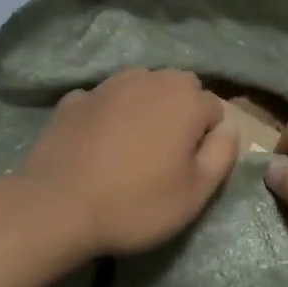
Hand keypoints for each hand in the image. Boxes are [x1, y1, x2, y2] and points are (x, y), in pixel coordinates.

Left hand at [16, 68, 238, 258]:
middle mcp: (149, 79)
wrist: (58, 207)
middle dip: (181, 113)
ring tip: (134, 145)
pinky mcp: (74, 99)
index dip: (208, 140)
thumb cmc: (137, 203)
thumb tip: (230, 127)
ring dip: (145, 106)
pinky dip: (108, 114)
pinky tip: (99, 142)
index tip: (191, 168)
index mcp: (185, 99)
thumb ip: (223, 153)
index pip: (214, 109)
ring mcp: (108, 85)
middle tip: (167, 155)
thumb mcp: (197, 192)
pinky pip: (104, 100)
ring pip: (141, 86)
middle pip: (179, 88)